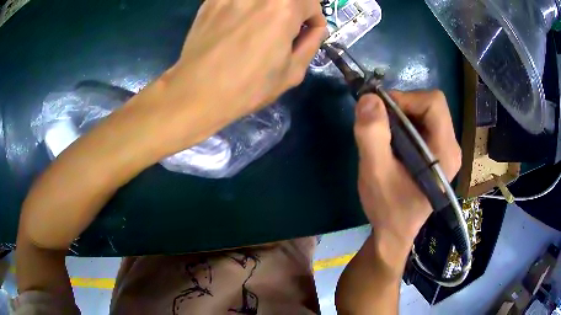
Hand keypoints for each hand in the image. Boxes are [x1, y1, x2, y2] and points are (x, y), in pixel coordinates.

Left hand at [145, 0, 325, 155]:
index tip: (306, 34)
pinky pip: (238, 0)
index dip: (313, 20)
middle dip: (293, 10)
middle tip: (286, 28)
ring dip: (269, 8)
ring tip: (260, 26)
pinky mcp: (211, 0)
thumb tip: (315, 29)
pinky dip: (245, 7)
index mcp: (284, 6)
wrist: (198, 92)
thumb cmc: (248, 86)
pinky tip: (238, 23)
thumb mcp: (292, 72)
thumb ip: (311, 43)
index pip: (312, 2)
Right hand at [354, 90, 461, 263]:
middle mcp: (452, 147)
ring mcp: (446, 150)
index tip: (381, 113)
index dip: (406, 99)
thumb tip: (369, 98)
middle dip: (401, 107)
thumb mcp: (375, 172)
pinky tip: (392, 142)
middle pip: (430, 105)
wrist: (395, 232)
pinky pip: (422, 124)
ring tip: (383, 136)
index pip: (434, 103)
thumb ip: (372, 134)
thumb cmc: (388, 208)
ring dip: (400, 116)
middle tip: (379, 124)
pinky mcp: (438, 153)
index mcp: (445, 151)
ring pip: (425, 112)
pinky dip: (403, 124)